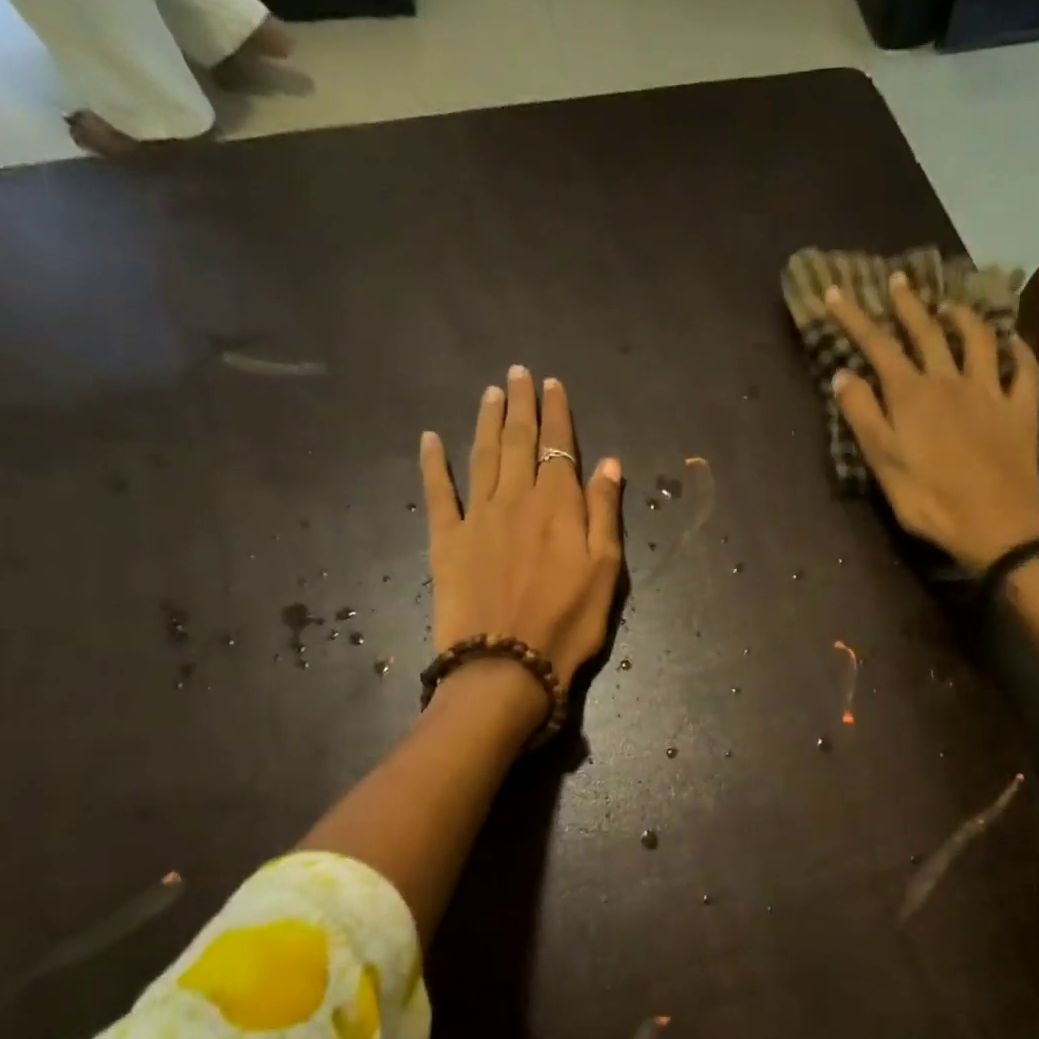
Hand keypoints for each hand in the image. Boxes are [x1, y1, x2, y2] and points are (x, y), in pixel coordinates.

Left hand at [422, 368, 623, 703]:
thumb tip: (608, 464)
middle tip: (518, 373)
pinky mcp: (445, 540)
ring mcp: (477, 516)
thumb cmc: (568, 623)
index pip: (558, 447)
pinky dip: (433, 463)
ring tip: (491, 392)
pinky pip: (437, 492)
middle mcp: (516, 499)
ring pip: (481, 455)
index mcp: (559, 506)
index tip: (552, 384)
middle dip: (520, 404)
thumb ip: (604, 513)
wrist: (506, 665)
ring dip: (485, 420)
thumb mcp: (606, 572)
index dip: (557, 414)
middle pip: (517, 441)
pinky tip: (430, 439)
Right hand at [824, 276, 1038, 571]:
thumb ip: (862, 415)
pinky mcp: (1020, 409)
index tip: (835, 291)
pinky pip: (1024, 370)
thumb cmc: (929, 499)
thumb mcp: (882, 462)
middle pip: (927, 332)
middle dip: (908, 304)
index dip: (854, 317)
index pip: (876, 346)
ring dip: (963, 317)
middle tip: (899, 280)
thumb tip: (842, 373)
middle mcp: (950, 381)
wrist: (995, 524)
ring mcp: (990, 392)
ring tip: (951, 305)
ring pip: (978, 340)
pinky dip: (1019, 350)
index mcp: (911, 395)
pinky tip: (1014, 341)